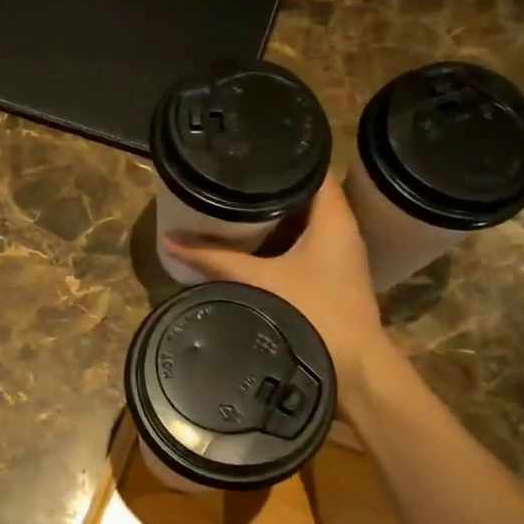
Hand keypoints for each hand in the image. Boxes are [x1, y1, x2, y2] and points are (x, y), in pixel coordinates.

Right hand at [164, 174, 390, 387]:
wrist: (354, 369)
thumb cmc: (312, 313)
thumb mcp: (257, 281)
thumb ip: (214, 258)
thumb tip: (170, 241)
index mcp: (334, 218)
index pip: (313, 170)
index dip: (283, 159)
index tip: (247, 154)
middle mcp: (343, 231)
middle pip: (305, 196)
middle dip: (269, 189)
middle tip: (230, 181)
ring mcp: (340, 257)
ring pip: (304, 224)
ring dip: (274, 218)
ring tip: (234, 207)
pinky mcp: (332, 279)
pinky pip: (304, 247)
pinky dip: (280, 242)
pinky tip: (251, 247)